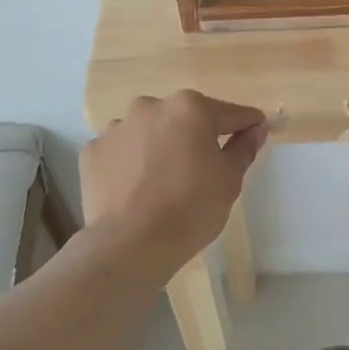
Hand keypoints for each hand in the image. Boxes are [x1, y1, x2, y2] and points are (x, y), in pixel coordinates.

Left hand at [80, 91, 267, 268]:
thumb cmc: (191, 208)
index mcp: (190, 108)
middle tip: (202, 169)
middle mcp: (151, 107)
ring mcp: (117, 127)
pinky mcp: (92, 151)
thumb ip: (243, 148)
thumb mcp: (229, 180)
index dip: (246, 125)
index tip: (255, 133)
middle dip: (195, 136)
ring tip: (162, 182)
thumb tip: (255, 129)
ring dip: (159, 147)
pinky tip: (135, 189)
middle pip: (184, 118)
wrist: (131, 243)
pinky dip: (130, 163)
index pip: (229, 113)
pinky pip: (120, 151)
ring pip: (148, 132)